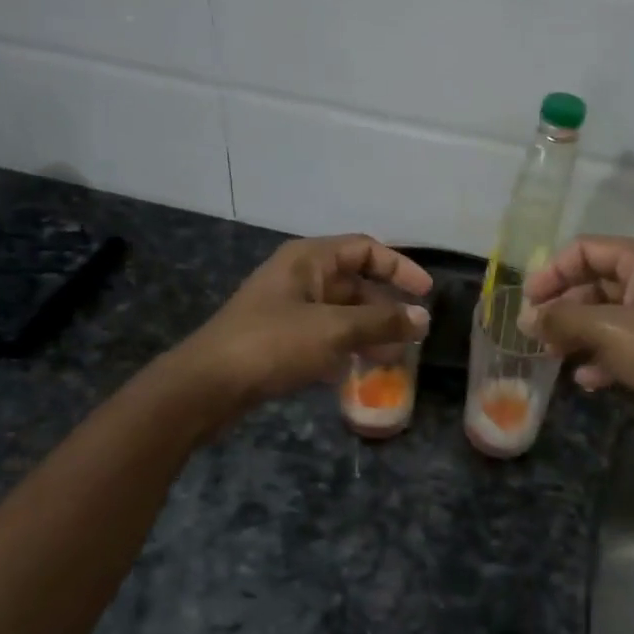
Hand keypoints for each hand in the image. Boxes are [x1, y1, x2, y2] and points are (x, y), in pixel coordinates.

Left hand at [176, 234, 431, 413]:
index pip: (365, 249)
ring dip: (367, 332)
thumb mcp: (333, 330)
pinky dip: (344, 349)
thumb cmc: (273, 344)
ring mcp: (287, 308)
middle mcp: (299, 277)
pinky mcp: (279, 339)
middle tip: (412, 336)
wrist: (208, 385)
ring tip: (392, 359)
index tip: (425, 293)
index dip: (399, 267)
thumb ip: (381, 323)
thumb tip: (423, 320)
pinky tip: (358, 372)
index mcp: (309, 259)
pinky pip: (323, 336)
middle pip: (354, 283)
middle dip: (385, 309)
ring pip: (339, 313)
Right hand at [520, 237, 633, 437]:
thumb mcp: (607, 330)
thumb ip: (561, 319)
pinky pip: (626, 341)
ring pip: (609, 315)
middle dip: (564, 307)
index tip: (527, 301)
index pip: (586, 249)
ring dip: (579, 334)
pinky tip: (586, 379)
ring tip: (554, 357)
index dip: (552, 271)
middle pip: (596, 282)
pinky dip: (603, 355)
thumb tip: (526, 318)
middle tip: (536, 333)